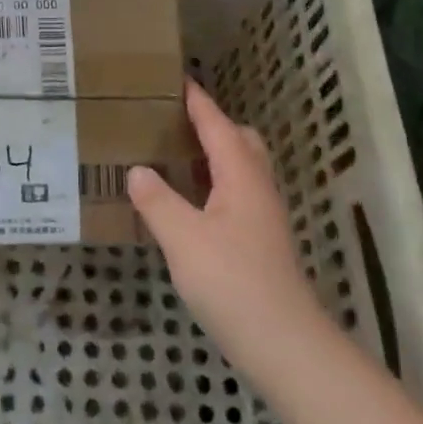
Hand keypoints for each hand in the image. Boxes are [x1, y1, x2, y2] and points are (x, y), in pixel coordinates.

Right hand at [129, 80, 330, 388]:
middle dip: (211, 125)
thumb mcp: (182, 238)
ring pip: (241, 169)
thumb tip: (137, 170)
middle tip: (173, 122)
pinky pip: (237, 193)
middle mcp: (257, 187)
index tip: (176, 78)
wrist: (285, 345)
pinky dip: (215, 183)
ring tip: (175, 157)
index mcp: (240, 175)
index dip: (197, 101)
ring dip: (214, 155)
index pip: (216, 124)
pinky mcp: (262, 241)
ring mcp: (264, 216)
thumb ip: (156, 201)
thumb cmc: (232, 282)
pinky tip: (190, 204)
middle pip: (240, 140)